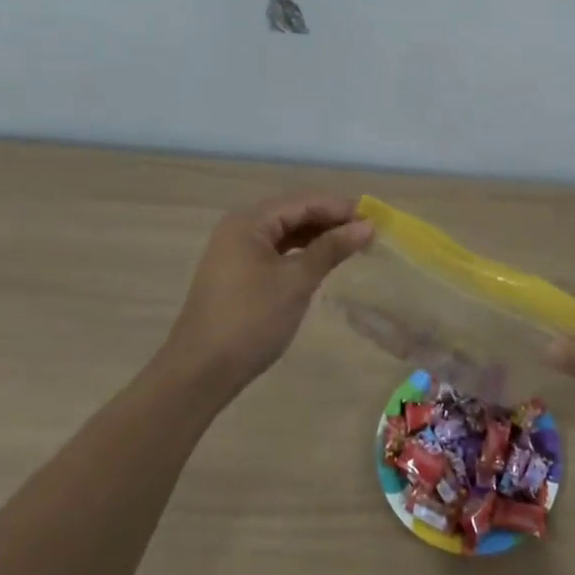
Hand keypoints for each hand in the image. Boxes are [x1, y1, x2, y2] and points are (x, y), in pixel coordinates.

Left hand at [159, 194, 372, 397]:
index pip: (303, 202)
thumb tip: (366, 227)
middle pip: (293, 214)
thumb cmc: (250, 320)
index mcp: (249, 222)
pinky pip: (276, 252)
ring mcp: (236, 252)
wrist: (200, 372)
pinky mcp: (238, 274)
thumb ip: (331, 249)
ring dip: (317, 237)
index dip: (340, 209)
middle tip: (368, 233)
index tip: (375, 219)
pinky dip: (301, 254)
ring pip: (285, 233)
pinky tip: (322, 262)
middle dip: (330, 221)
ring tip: (352, 246)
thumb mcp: (296, 282)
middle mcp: (240, 228)